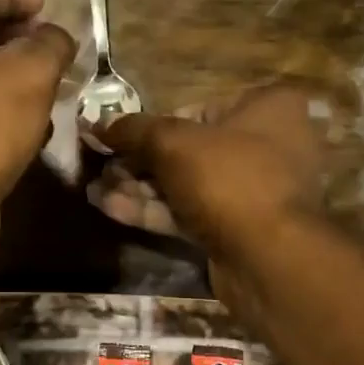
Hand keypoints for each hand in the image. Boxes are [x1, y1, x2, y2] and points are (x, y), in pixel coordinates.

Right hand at [92, 86, 326, 315]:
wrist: (267, 257)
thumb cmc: (228, 178)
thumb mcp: (172, 143)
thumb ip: (133, 130)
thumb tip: (97, 123)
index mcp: (268, 107)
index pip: (196, 109)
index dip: (151, 126)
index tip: (115, 138)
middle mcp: (269, 145)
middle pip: (189, 149)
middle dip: (139, 162)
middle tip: (100, 168)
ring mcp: (255, 192)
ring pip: (188, 185)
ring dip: (140, 188)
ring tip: (94, 190)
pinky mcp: (239, 229)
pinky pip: (192, 213)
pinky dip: (155, 211)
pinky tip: (111, 210)